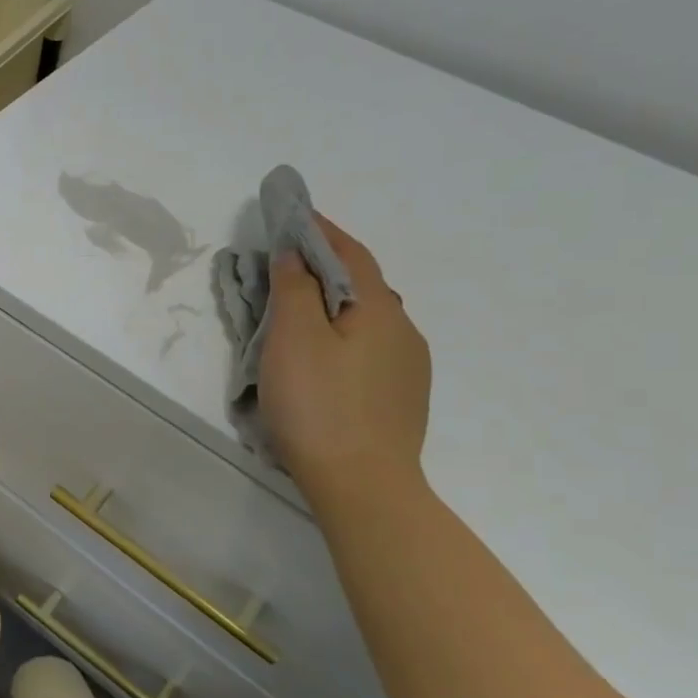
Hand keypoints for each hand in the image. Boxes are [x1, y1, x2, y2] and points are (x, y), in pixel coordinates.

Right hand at [258, 217, 430, 498]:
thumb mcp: (293, 338)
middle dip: (328, 267)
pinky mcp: (401, 399)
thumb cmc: (319, 404)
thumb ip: (294, 288)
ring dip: (335, 303)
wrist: (363, 485)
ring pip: (368, 320)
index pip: (351, 254)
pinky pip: (370, 349)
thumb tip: (296, 253)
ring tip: (301, 308)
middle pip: (363, 286)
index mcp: (380, 310)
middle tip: (289, 261)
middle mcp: (404, 332)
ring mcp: (408, 368)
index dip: (323, 230)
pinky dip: (343, 334)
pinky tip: (325, 355)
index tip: (296, 212)